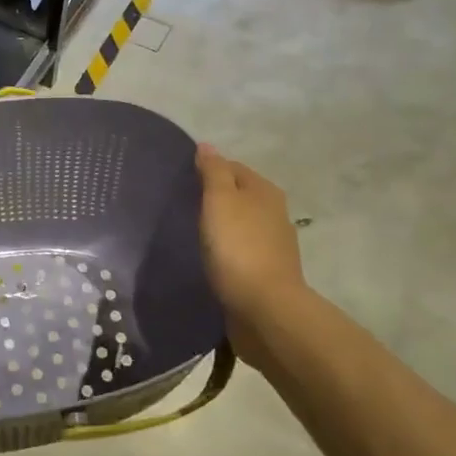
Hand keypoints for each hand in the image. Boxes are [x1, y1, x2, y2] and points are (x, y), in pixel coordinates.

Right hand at [196, 145, 309, 363]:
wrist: (265, 309)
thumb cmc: (238, 248)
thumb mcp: (220, 200)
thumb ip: (213, 172)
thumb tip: (207, 145)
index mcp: (264, 191)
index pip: (232, 167)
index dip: (207, 169)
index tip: (181, 180)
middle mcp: (274, 213)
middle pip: (238, 195)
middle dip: (214, 198)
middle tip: (182, 206)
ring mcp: (273, 245)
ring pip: (240, 224)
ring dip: (220, 226)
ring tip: (191, 232)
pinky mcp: (265, 273)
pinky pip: (240, 252)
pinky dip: (226, 250)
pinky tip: (208, 258)